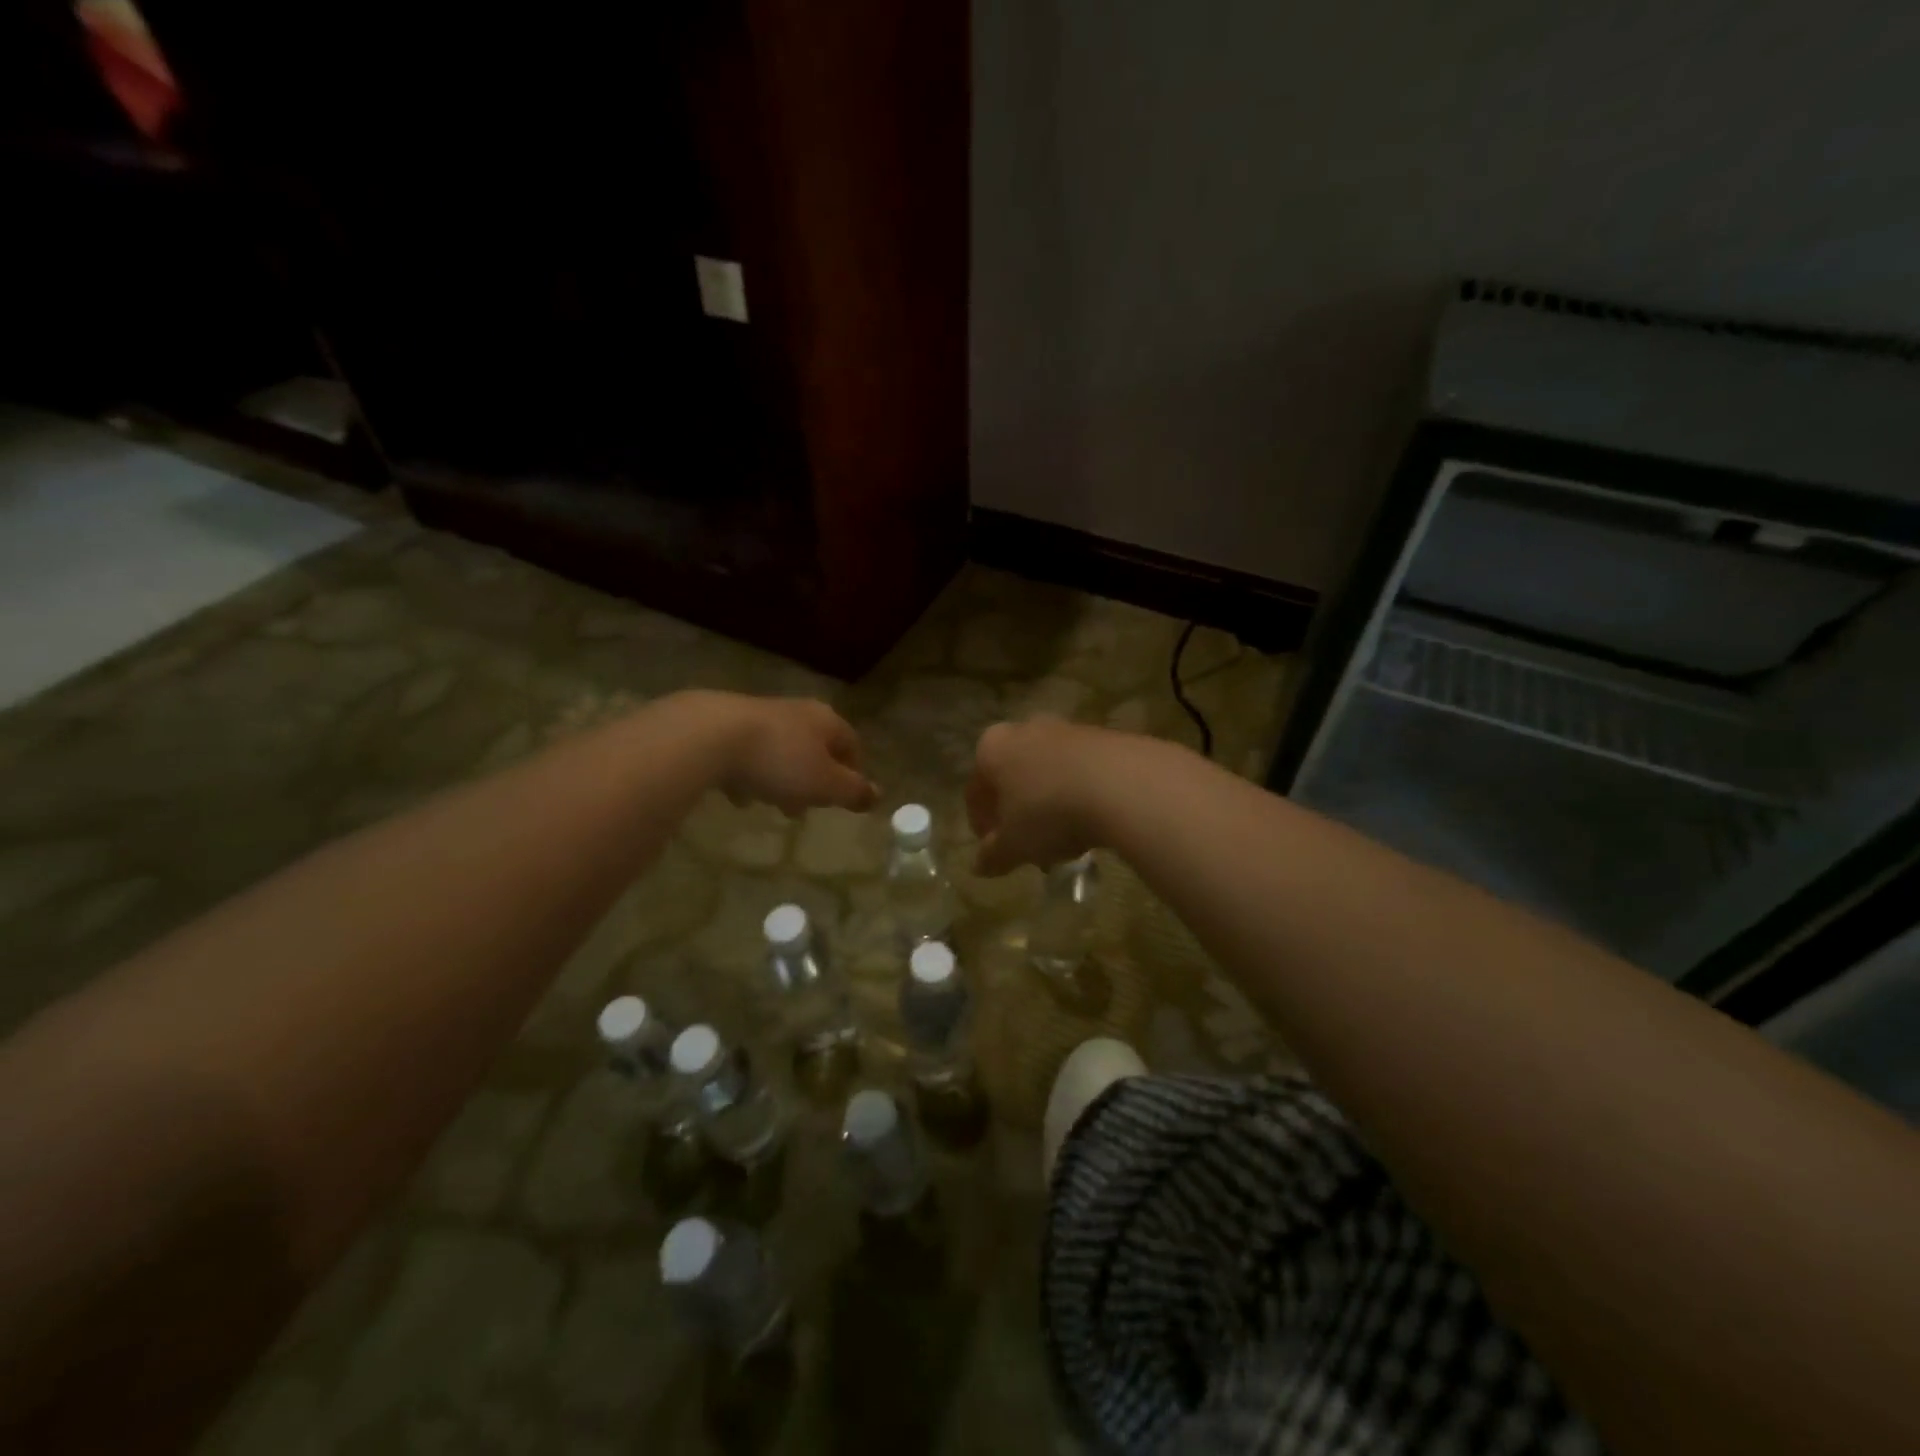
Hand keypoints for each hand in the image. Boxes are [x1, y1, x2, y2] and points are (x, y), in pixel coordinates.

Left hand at [698, 694, 878, 815]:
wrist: (711, 735)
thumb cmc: (780, 761)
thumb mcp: (825, 784)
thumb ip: (853, 791)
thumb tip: (877, 795)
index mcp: (827, 721)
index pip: (852, 745)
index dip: (852, 773)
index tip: (844, 798)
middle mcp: (798, 711)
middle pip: (815, 748)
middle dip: (813, 780)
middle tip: (805, 808)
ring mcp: (761, 714)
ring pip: (781, 750)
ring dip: (781, 778)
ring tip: (771, 804)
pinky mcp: (727, 724)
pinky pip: (748, 754)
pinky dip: (749, 774)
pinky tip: (739, 795)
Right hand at [967, 718, 1130, 875]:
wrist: (1123, 784)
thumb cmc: (1049, 812)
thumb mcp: (1015, 845)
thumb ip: (993, 856)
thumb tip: (979, 865)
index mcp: (992, 748)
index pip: (976, 789)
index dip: (981, 823)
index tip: (993, 848)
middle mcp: (1025, 729)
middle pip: (1013, 775)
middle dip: (1018, 810)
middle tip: (1028, 843)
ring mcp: (1067, 729)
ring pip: (1048, 771)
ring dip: (1049, 801)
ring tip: (1064, 837)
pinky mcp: (1104, 736)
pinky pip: (1081, 770)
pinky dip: (1079, 792)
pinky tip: (1091, 820)